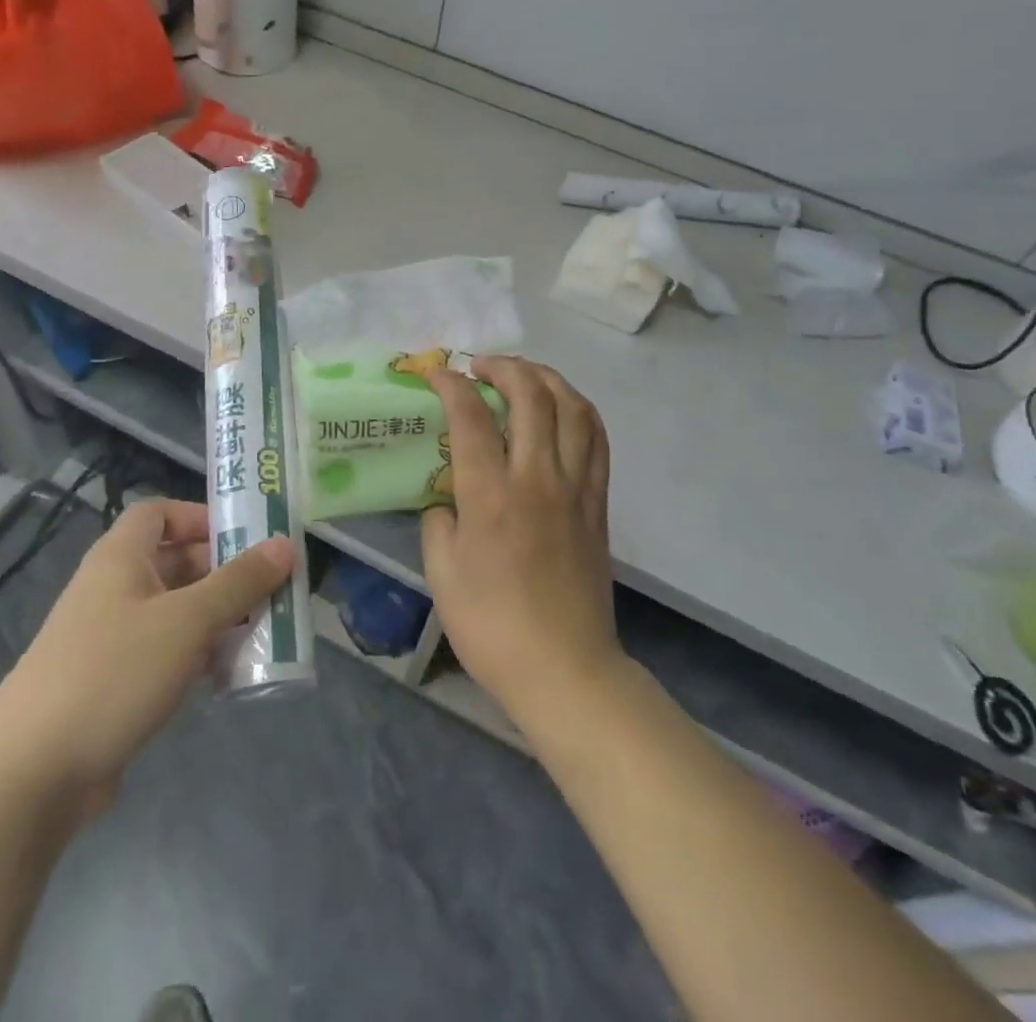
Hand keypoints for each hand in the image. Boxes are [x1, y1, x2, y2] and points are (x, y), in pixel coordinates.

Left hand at [0, 500, 293, 825]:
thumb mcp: (187, 621)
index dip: (201, 516)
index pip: (159, 513)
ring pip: (176, 611)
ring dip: (218, 616)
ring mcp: (111, 638)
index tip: (245, 537)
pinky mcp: (114, 683)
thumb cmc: (113, 673)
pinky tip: (230, 673)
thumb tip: (286, 544)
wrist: (29, 775)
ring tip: (264, 629)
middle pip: (175, 562)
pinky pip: (166, 652)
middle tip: (272, 586)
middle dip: (224, 572)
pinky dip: (198, 654)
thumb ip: (239, 582)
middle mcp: (114, 589)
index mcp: (121, 558)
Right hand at [421, 356, 622, 727]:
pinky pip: (596, 440)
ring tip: (524, 376)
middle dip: (503, 367)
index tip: (436, 372)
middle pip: (531, 395)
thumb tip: (447, 500)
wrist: (565, 669)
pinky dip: (579, 410)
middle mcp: (537, 478)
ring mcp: (575, 488)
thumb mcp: (441, 575)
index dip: (451, 384)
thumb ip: (438, 523)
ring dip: (547, 378)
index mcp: (491, 495)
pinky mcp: (598, 504)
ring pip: (572, 408)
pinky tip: (563, 409)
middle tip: (480, 367)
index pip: (471, 416)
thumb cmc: (492, 626)